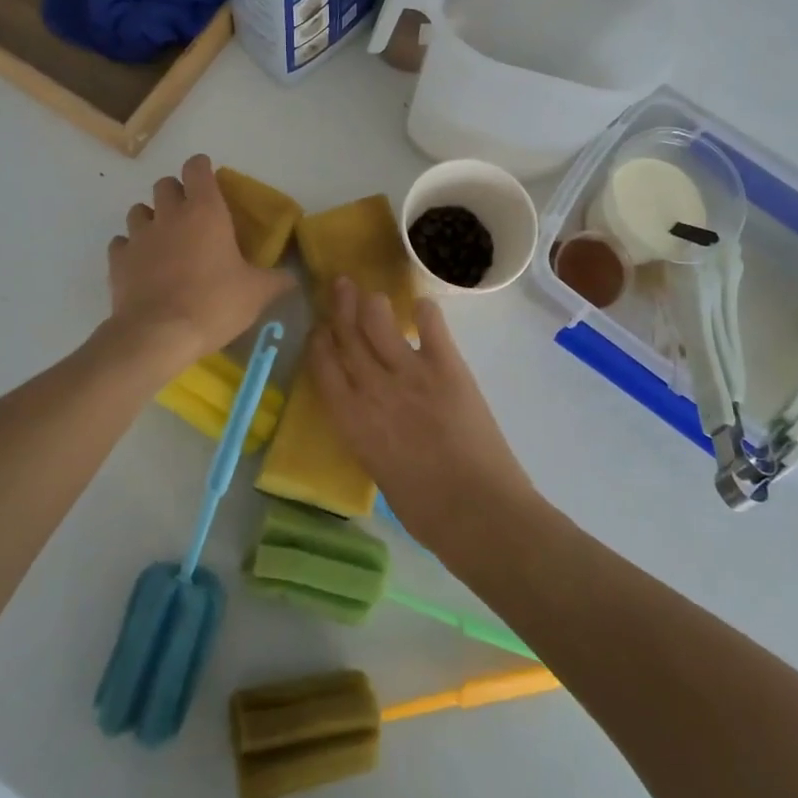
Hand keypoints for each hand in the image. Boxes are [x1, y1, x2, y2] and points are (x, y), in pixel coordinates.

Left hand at [105, 155, 293, 376]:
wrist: (157, 336)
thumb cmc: (213, 304)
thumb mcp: (257, 294)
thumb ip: (277, 280)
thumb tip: (294, 277)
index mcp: (205, 212)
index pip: (197, 168)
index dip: (202, 168)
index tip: (209, 178)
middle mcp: (169, 215)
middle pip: (164, 184)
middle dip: (176, 192)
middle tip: (190, 214)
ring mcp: (139, 236)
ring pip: (138, 210)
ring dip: (151, 217)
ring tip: (164, 238)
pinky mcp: (117, 261)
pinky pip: (121, 243)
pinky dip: (130, 248)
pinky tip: (141, 264)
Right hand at [309, 277, 539, 557]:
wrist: (478, 511)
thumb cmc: (426, 511)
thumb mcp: (379, 471)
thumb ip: (370, 434)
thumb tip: (373, 417)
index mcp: (351, 421)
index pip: (323, 367)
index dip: (319, 342)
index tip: (320, 327)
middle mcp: (373, 388)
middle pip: (348, 336)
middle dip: (341, 307)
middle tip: (341, 285)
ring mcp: (411, 373)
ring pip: (380, 322)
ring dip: (373, 303)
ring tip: (372, 293)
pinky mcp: (447, 367)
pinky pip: (431, 327)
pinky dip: (426, 312)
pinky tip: (422, 304)